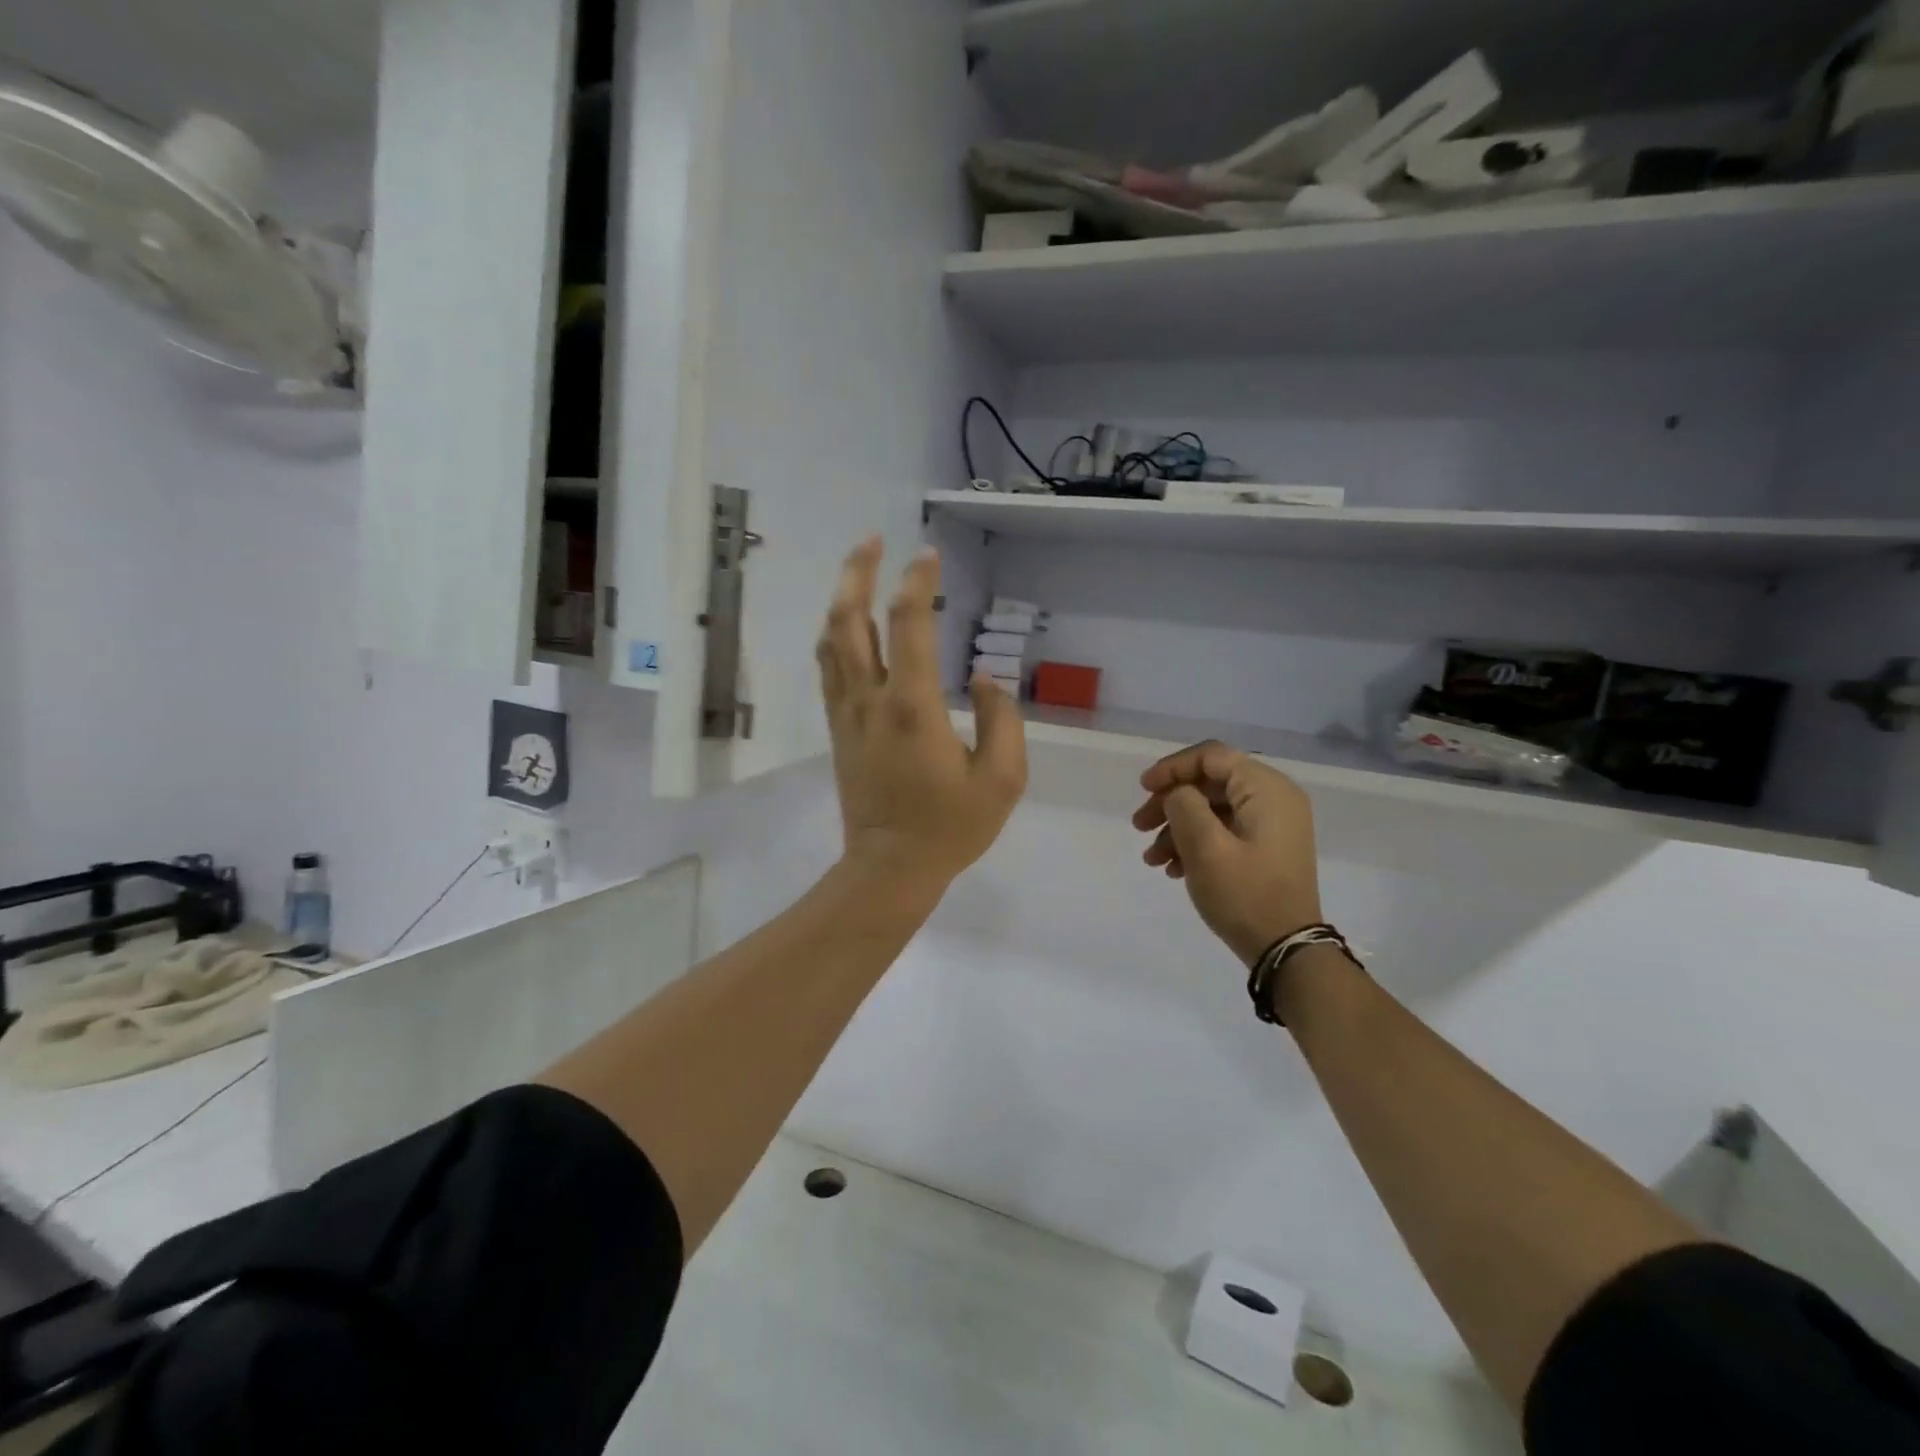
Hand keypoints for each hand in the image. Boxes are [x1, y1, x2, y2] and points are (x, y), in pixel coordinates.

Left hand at [817, 537, 1027, 889]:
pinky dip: (835, 636)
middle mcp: (871, 699)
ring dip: (841, 599)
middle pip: (849, 619)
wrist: (889, 868)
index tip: (927, 555)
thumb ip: (1002, 721)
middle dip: (857, 572)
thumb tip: (986, 680)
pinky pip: (828, 669)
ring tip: (858, 571)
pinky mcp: (837, 730)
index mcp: (913, 707)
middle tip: (873, 541)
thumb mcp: (1002, 780)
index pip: (909, 625)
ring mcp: (846, 714)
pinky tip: (846, 626)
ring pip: (831, 641)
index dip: (917, 582)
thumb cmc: (950, 828)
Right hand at [1133, 741, 1321, 964]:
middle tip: (1139, 826)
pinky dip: (1196, 842)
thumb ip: (1184, 805)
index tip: (1143, 789)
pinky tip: (1173, 868)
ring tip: (1152, 858)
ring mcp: (1273, 825)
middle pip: (1210, 783)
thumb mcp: (1206, 847)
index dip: (1172, 767)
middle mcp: (1275, 798)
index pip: (1212, 757)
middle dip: (1170, 802)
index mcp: (1267, 789)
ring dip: (1178, 827)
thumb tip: (1178, 794)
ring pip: (1214, 808)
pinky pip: (1225, 830)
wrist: (1288, 951)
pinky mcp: (1267, 848)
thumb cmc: (1246, 895)